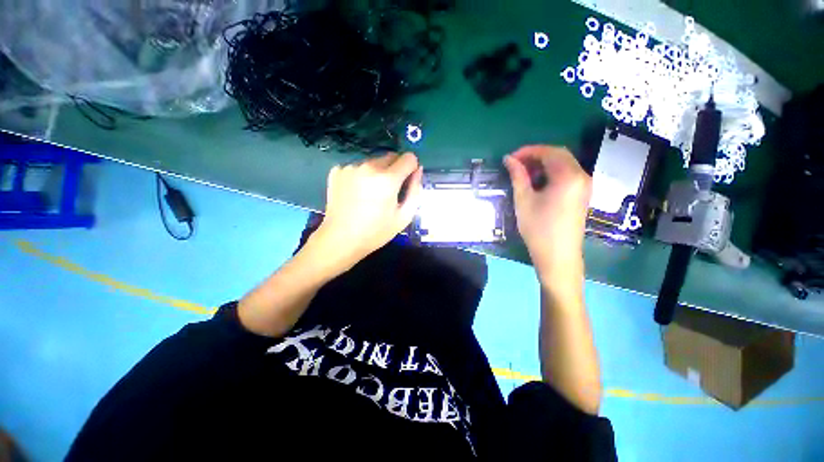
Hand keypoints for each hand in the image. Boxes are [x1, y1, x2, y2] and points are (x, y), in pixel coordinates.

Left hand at [312, 152, 422, 269]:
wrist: (340, 239)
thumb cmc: (375, 232)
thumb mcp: (404, 217)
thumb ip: (415, 191)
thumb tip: (418, 170)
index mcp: (387, 179)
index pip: (408, 157)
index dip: (411, 168)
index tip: (407, 181)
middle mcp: (368, 166)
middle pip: (390, 156)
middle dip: (394, 169)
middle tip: (388, 190)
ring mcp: (350, 167)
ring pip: (373, 161)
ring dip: (377, 172)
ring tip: (370, 193)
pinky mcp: (337, 170)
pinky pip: (357, 167)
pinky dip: (360, 175)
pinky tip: (355, 193)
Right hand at [504, 146, 591, 286]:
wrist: (558, 255)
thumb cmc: (538, 228)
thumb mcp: (524, 200)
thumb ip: (518, 176)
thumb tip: (509, 159)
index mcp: (568, 176)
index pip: (549, 152)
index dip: (528, 151)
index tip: (510, 158)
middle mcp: (582, 176)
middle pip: (559, 155)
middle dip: (536, 156)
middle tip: (516, 164)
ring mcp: (585, 185)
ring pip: (564, 164)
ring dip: (544, 164)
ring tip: (524, 173)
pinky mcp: (583, 194)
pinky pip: (568, 174)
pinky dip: (552, 173)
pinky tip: (538, 182)